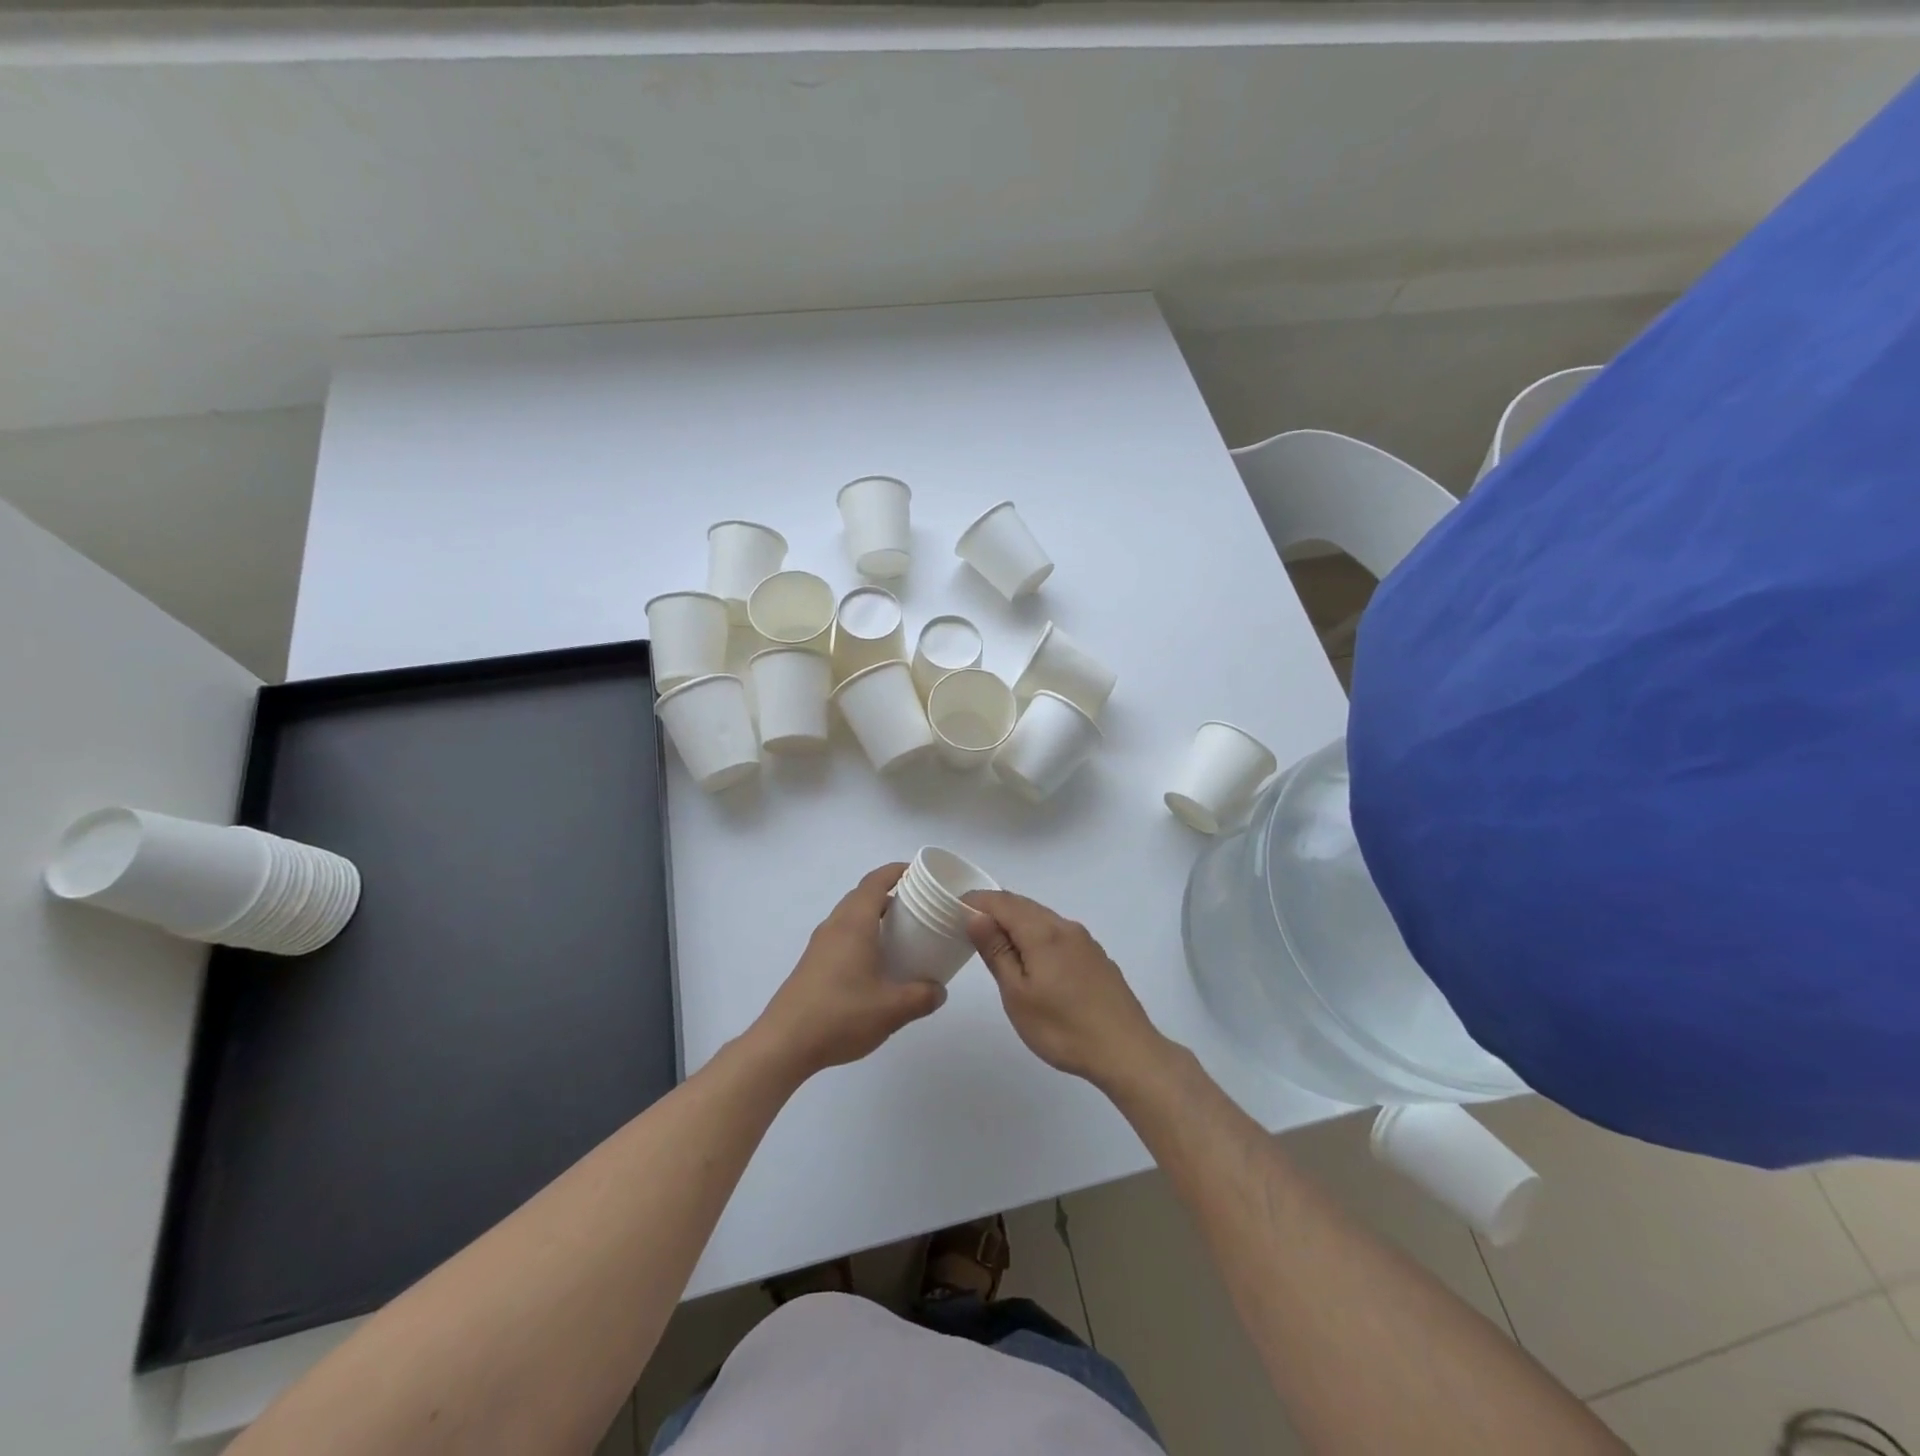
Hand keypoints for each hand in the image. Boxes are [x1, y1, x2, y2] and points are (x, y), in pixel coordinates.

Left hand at [752, 864, 945, 1081]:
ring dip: (875, 917)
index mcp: (854, 924)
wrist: (783, 1044)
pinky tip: (876, 964)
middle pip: (862, 896)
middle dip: (891, 894)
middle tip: (919, 907)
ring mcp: (819, 945)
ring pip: (851, 916)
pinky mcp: (812, 964)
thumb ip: (921, 997)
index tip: (920, 873)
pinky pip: (842, 935)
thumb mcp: (891, 1010)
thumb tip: (939, 990)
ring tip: (902, 935)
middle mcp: (835, 926)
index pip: (875, 882)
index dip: (897, 871)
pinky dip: (862, 936)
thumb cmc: (839, 1016)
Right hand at [963, 891, 1166, 1090]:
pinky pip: (1058, 933)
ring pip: (1043, 918)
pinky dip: (1036, 935)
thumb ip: (997, 952)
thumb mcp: (1018, 995)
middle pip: (1024, 905)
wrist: (1126, 1051)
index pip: (1002, 902)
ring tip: (996, 942)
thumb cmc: (1063, 1028)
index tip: (953, 908)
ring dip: (1016, 922)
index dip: (976, 901)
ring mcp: (1084, 941)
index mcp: (1043, 932)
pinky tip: (1033, 959)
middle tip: (969, 924)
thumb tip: (976, 916)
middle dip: (995, 909)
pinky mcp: (1096, 957)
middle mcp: (1065, 927)